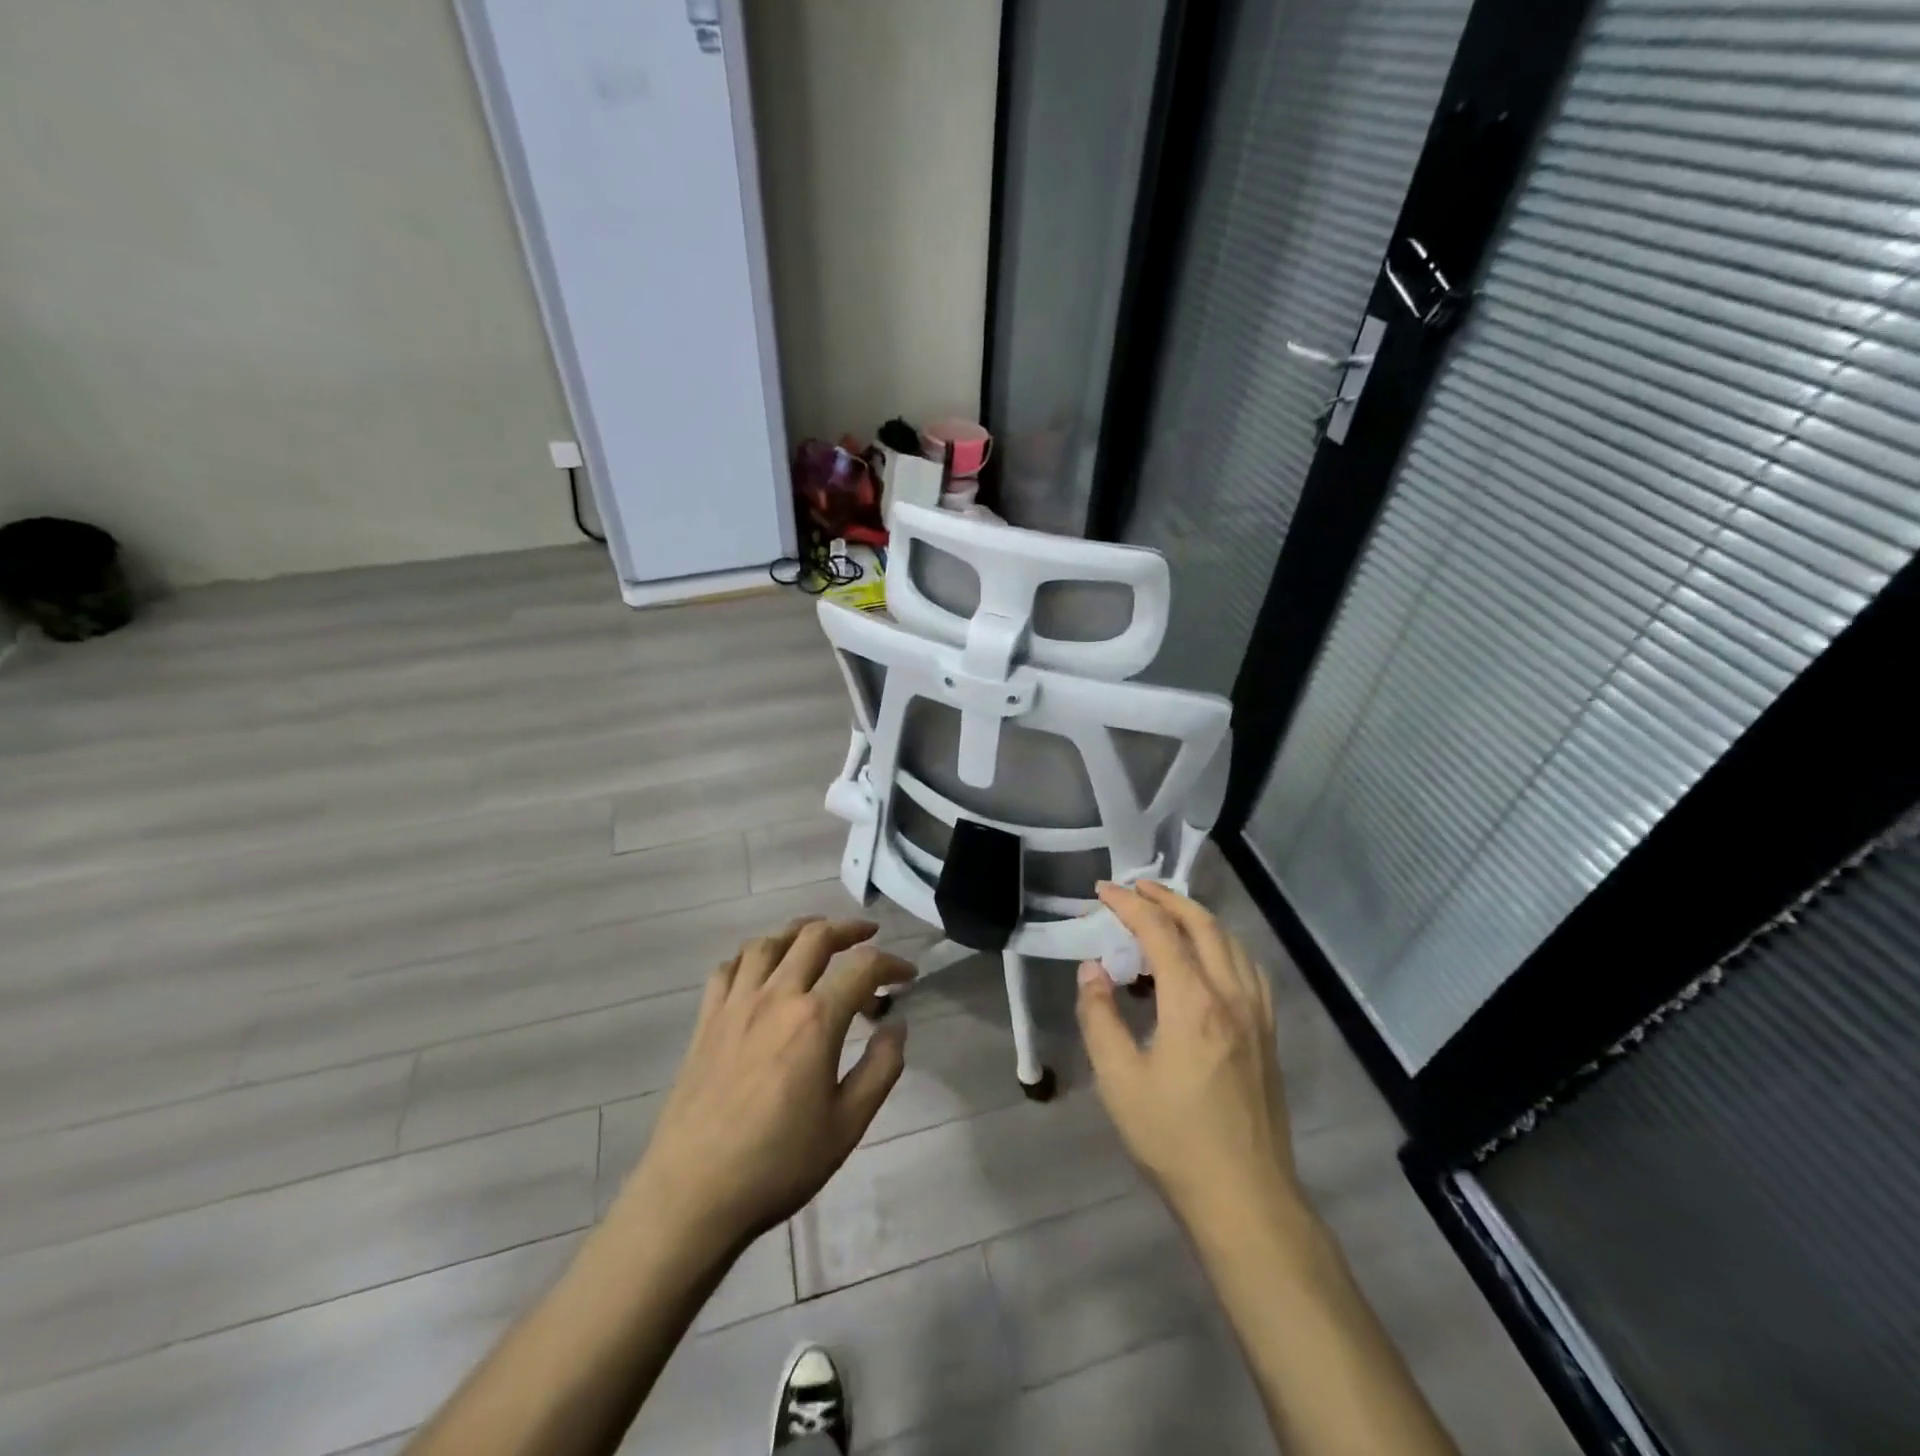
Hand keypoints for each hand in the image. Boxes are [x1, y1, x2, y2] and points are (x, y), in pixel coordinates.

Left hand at [611, 918, 913, 1254]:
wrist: (693, 1194)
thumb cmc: (779, 1163)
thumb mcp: (847, 1125)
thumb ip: (881, 1068)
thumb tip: (896, 1026)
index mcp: (815, 1019)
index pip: (863, 967)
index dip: (891, 963)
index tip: (907, 975)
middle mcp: (776, 997)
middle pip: (814, 936)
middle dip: (848, 928)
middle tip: (867, 935)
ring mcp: (735, 1005)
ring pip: (767, 943)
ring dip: (797, 932)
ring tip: (815, 939)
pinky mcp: (706, 1021)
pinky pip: (728, 969)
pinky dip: (751, 958)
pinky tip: (760, 973)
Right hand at [1076, 882, 1300, 1229]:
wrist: (1245, 1198)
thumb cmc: (1174, 1139)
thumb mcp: (1119, 1080)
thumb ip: (1100, 1016)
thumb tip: (1093, 969)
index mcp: (1194, 1002)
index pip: (1160, 931)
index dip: (1129, 905)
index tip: (1102, 893)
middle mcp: (1232, 995)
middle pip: (1204, 924)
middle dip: (1167, 898)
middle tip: (1135, 888)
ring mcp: (1257, 1014)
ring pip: (1231, 942)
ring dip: (1197, 917)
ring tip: (1167, 914)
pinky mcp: (1267, 1034)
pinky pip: (1248, 967)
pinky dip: (1223, 945)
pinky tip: (1208, 959)